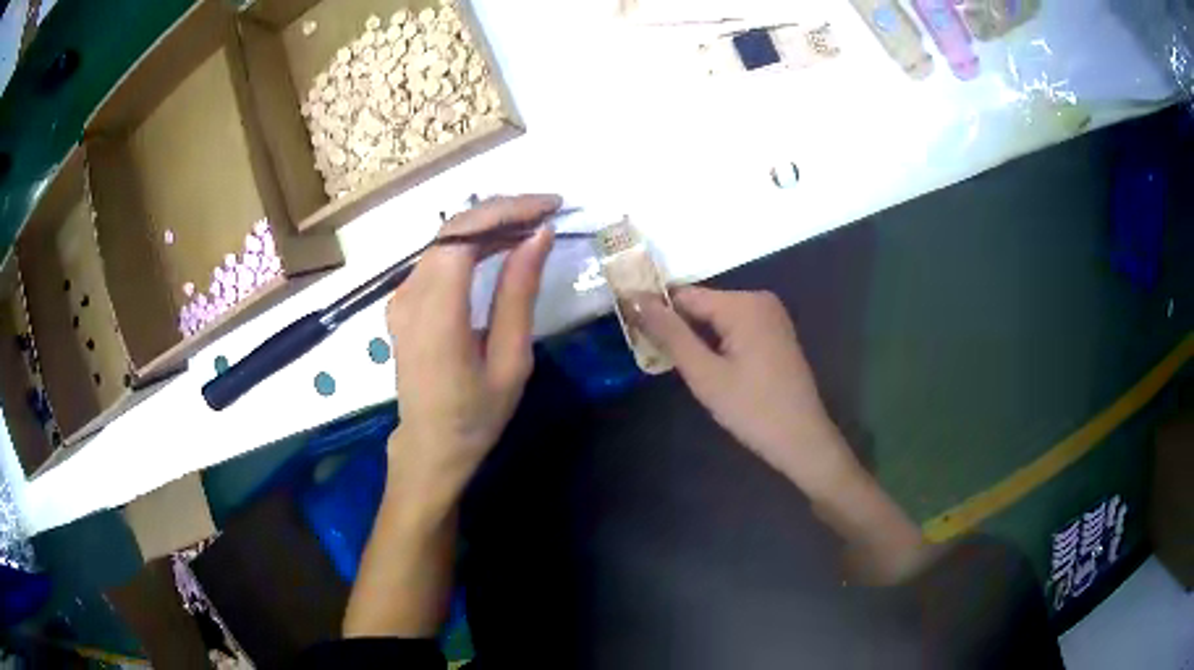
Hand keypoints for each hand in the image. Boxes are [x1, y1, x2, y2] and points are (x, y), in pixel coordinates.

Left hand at [385, 194, 560, 508]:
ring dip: (488, 225)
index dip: (507, 210)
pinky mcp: (403, 302)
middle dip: (502, 211)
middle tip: (548, 212)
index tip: (550, 206)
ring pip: (444, 239)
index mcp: (436, 315)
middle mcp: (409, 296)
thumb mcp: (510, 360)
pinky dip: (470, 245)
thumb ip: (519, 294)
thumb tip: (539, 236)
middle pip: (452, 230)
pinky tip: (500, 247)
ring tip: (532, 227)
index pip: (463, 235)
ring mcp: (400, 297)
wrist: (430, 446)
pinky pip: (437, 258)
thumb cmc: (476, 414)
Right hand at [634, 287, 859, 498]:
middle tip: (651, 355)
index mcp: (744, 304)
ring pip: (716, 318)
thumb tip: (635, 299)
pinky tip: (706, 367)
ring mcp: (771, 317)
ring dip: (694, 337)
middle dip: (676, 327)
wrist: (802, 440)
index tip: (628, 328)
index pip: (684, 295)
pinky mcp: (774, 334)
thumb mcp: (705, 374)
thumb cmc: (752, 409)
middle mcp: (759, 300)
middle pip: (701, 305)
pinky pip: (734, 328)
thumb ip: (670, 334)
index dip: (654, 310)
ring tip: (672, 364)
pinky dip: (715, 342)